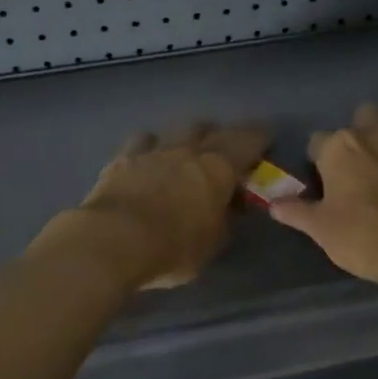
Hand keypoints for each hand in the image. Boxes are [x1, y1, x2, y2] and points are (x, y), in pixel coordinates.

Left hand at [43, 124, 267, 290]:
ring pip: (177, 130)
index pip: (247, 142)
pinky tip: (148, 157)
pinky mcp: (122, 158)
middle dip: (222, 136)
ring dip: (186, 138)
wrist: (112, 240)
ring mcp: (154, 150)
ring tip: (187, 150)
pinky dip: (150, 146)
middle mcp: (188, 151)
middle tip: (225, 150)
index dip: (259, 139)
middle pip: (211, 130)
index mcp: (218, 169)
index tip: (265, 140)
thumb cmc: (172, 248)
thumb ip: (223, 221)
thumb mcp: (211, 244)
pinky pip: (142, 141)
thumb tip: (228, 207)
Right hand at [268, 105, 377, 286]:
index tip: (323, 182)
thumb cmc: (363, 236)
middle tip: (357, 165)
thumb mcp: (321, 229)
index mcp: (339, 147)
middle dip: (358, 133)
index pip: (317, 141)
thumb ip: (297, 212)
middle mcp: (373, 134)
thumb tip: (273, 204)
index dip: (318, 161)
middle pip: (361, 117)